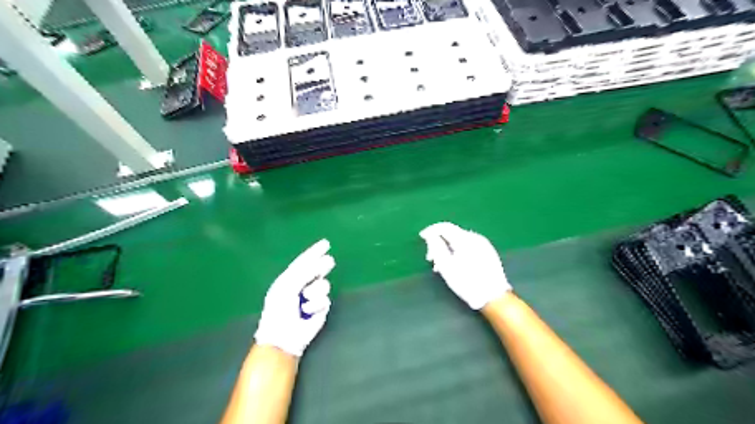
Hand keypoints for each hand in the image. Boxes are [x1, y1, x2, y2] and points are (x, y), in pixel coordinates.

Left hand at [255, 241, 333, 355]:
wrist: (283, 336)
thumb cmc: (279, 309)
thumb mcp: (287, 286)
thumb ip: (304, 272)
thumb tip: (322, 262)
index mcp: (290, 278)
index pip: (304, 261)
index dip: (315, 251)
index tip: (326, 243)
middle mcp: (303, 285)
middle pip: (318, 270)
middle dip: (323, 266)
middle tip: (328, 263)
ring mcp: (313, 297)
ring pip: (324, 285)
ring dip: (315, 291)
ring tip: (305, 300)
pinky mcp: (321, 309)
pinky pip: (325, 300)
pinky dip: (316, 305)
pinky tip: (308, 312)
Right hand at [419, 224, 512, 309]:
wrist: (493, 297)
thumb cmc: (466, 282)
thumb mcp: (446, 266)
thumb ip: (436, 247)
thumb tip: (430, 235)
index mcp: (464, 239)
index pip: (444, 227)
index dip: (431, 230)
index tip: (422, 237)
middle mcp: (475, 237)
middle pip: (452, 233)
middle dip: (439, 243)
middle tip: (431, 258)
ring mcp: (484, 244)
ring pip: (460, 241)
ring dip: (448, 248)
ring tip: (442, 265)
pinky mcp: (488, 252)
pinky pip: (468, 246)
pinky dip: (458, 251)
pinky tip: (455, 265)